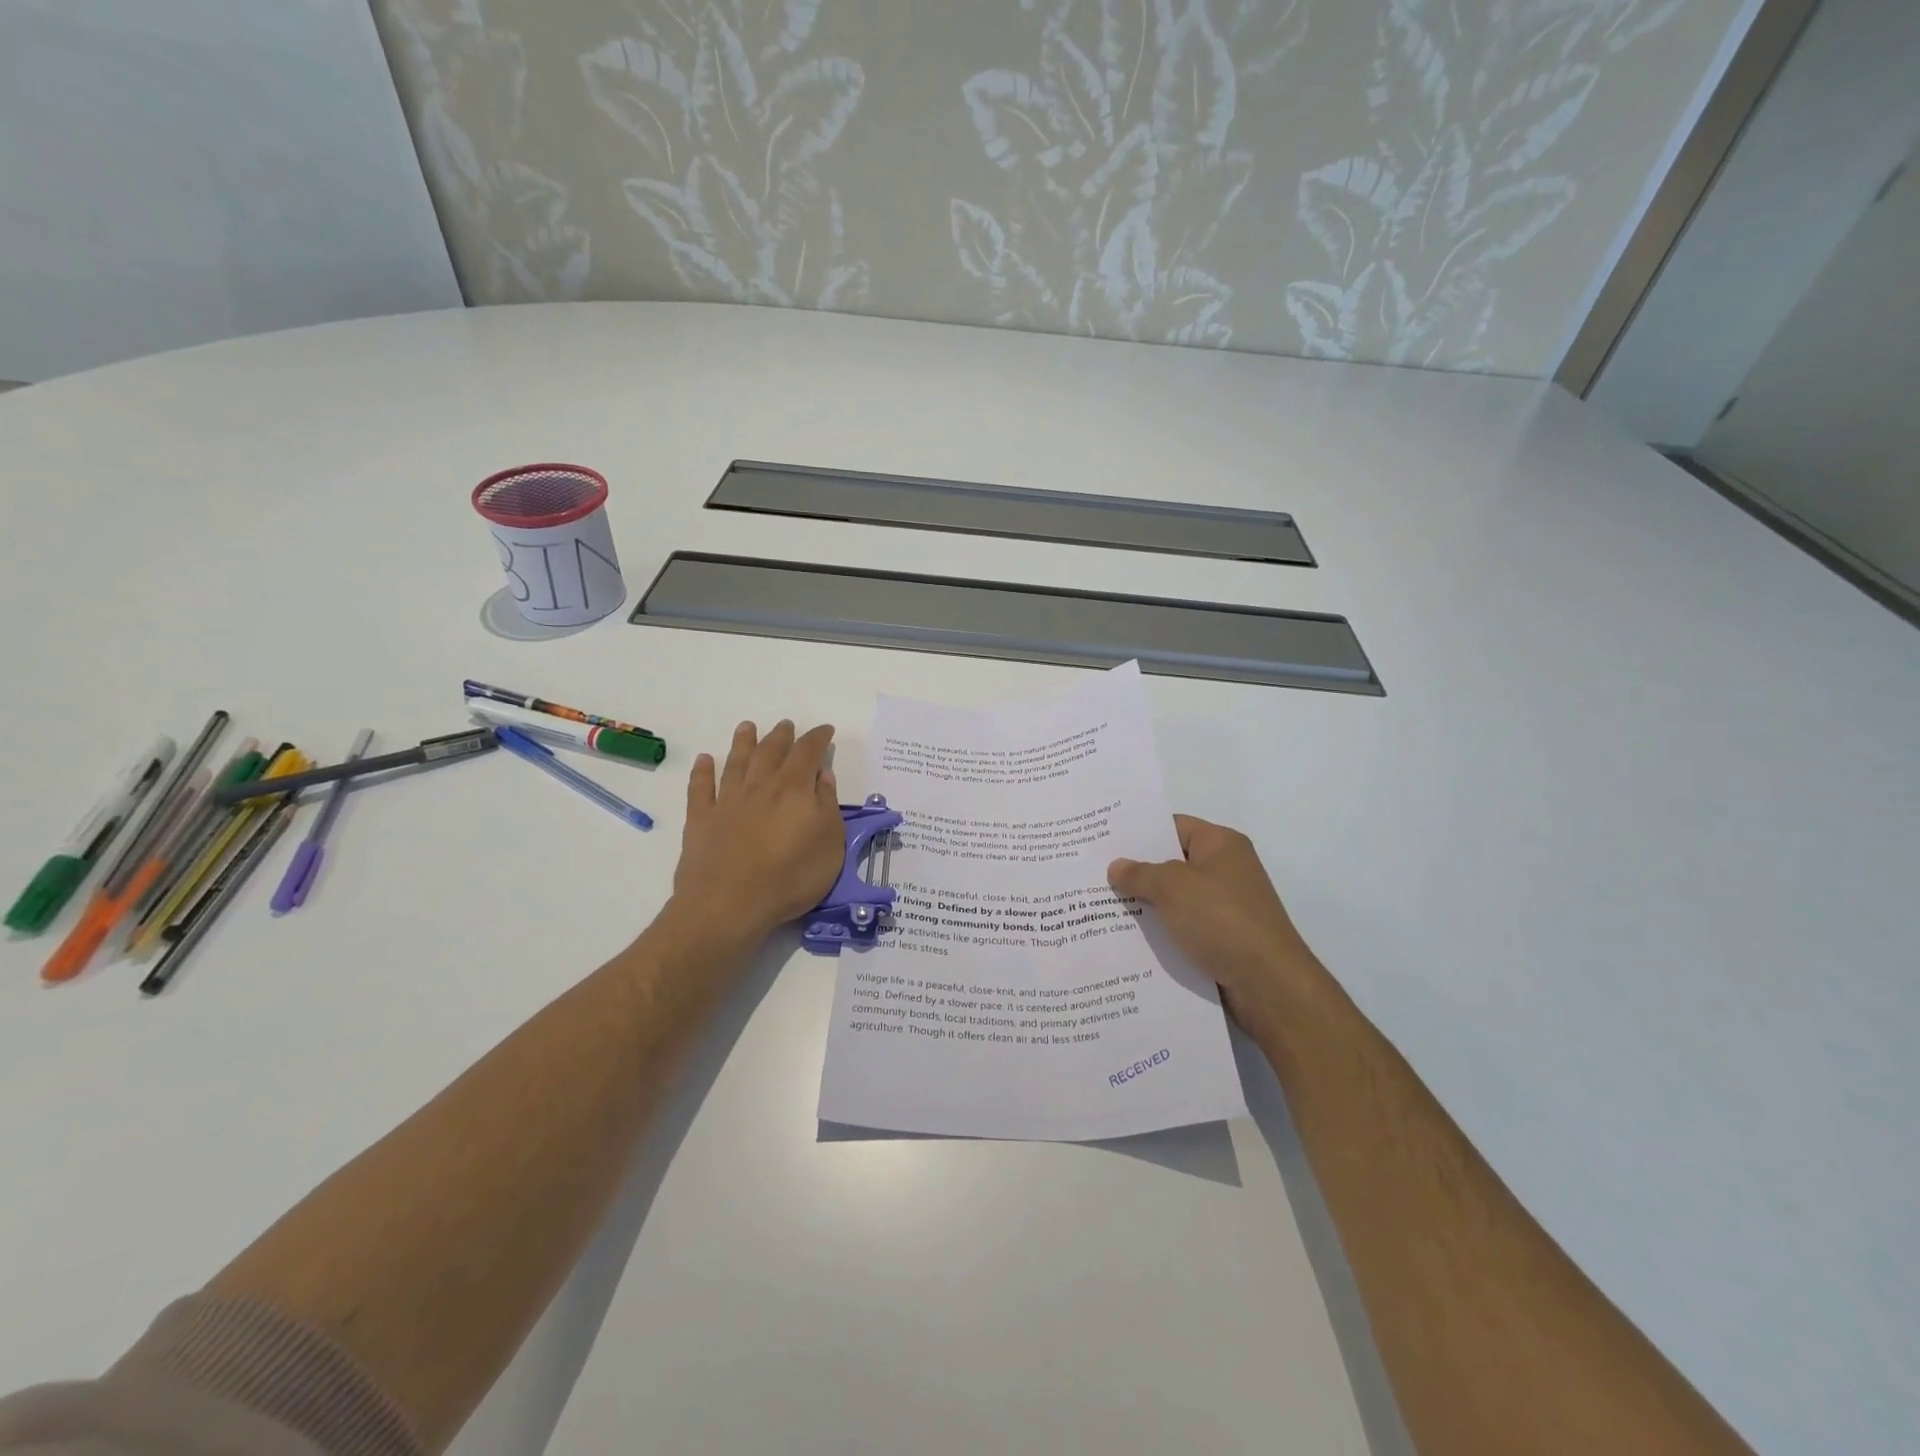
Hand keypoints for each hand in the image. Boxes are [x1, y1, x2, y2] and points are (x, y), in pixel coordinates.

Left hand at [673, 720, 845, 941]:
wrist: (729, 903)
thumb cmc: (790, 876)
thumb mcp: (829, 843)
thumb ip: (827, 805)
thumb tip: (823, 775)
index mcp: (793, 788)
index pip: (808, 752)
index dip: (818, 738)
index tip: (826, 730)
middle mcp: (760, 785)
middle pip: (771, 751)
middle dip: (782, 736)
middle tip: (786, 725)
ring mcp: (727, 800)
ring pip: (735, 762)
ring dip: (743, 742)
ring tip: (747, 727)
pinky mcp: (701, 819)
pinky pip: (700, 788)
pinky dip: (702, 771)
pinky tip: (704, 760)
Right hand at [1108, 815, 1321, 1034]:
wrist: (1269, 986)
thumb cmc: (1222, 921)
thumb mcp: (1173, 888)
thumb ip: (1140, 873)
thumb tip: (1116, 866)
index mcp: (1221, 845)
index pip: (1173, 826)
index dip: (1139, 832)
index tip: (1103, 841)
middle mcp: (1225, 871)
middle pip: (1171, 863)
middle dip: (1135, 871)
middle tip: (1093, 874)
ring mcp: (1225, 907)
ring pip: (1174, 899)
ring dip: (1144, 906)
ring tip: (1098, 907)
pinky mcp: (1222, 940)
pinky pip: (1182, 928)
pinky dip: (1159, 932)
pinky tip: (1127, 940)